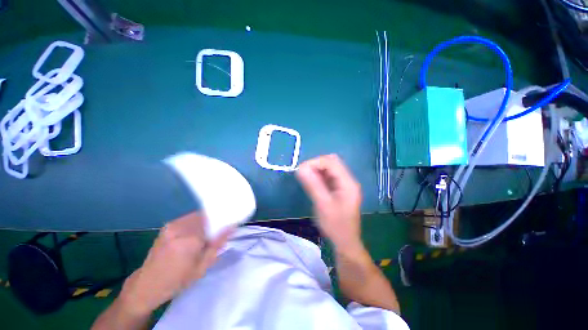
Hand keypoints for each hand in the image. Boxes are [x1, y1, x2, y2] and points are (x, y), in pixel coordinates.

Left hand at [118, 212, 230, 315]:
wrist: (146, 285)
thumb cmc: (177, 280)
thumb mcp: (202, 267)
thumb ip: (218, 244)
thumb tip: (232, 226)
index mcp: (190, 239)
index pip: (214, 220)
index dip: (223, 221)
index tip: (229, 225)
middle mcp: (180, 227)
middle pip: (206, 216)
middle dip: (214, 222)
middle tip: (216, 234)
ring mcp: (172, 225)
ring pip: (197, 216)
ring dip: (205, 223)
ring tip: (204, 237)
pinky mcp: (168, 226)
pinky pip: (189, 219)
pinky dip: (196, 224)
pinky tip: (193, 236)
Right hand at [296, 154, 362, 253]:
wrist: (345, 242)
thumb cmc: (335, 226)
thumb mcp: (322, 204)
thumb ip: (312, 185)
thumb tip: (300, 168)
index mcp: (348, 182)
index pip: (331, 162)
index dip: (315, 163)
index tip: (301, 170)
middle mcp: (348, 180)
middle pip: (332, 162)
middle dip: (316, 165)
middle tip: (304, 174)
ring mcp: (344, 184)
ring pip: (329, 168)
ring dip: (317, 170)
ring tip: (307, 179)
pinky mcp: (339, 189)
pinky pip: (328, 176)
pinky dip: (319, 176)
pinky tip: (313, 183)